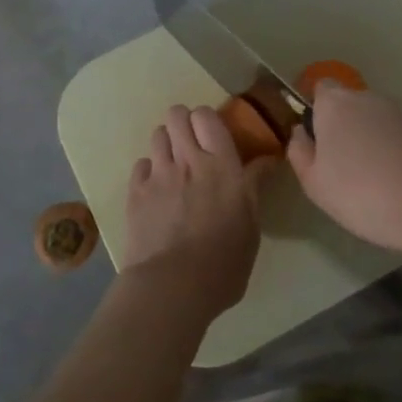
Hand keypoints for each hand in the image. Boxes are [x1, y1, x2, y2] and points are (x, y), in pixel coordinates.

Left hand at [121, 105, 273, 322]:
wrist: (172, 286)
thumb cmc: (224, 262)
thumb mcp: (251, 226)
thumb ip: (254, 187)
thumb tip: (266, 161)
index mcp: (222, 165)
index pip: (208, 117)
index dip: (208, 119)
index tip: (215, 135)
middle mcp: (187, 160)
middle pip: (177, 115)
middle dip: (184, 122)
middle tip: (193, 144)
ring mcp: (158, 175)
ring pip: (157, 134)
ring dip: (167, 143)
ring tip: (174, 164)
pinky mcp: (135, 193)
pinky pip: (141, 164)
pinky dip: (149, 170)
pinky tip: (157, 188)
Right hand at [287, 83, 401, 256]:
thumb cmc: (364, 192)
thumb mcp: (315, 183)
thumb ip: (300, 153)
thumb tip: (301, 133)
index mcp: (335, 104)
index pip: (319, 89)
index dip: (316, 113)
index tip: (317, 144)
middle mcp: (367, 98)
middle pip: (347, 107)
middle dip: (343, 130)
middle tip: (341, 171)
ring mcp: (401, 111)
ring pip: (374, 122)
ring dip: (369, 142)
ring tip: (371, 183)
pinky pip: (397, 137)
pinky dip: (393, 152)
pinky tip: (397, 184)